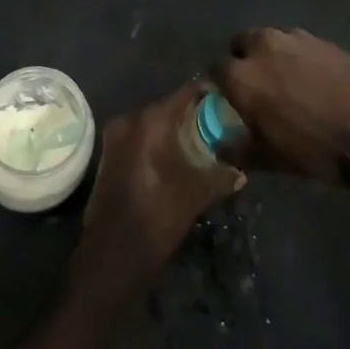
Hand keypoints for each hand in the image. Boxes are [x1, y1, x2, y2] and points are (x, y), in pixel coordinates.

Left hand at [70, 83, 244, 309]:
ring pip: (151, 124)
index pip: (185, 93)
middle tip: (217, 124)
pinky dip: (156, 143)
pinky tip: (174, 159)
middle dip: (191, 115)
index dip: (207, 93)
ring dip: (172, 131)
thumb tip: (241, 172)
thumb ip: (221, 176)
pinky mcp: (108, 156)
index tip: (227, 98)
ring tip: (200, 142)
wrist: (112, 255)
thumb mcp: (196, 194)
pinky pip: (138, 138)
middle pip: (167, 107)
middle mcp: (130, 120)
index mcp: (151, 120)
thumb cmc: (157, 216)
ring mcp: (115, 137)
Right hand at [217, 27, 349, 184]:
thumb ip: (238, 149)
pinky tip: (314, 78)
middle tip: (259, 86)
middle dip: (244, 60)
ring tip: (288, 80)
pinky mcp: (321, 38)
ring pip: (270, 40)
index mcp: (242, 77)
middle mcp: (262, 48)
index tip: (229, 98)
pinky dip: (298, 56)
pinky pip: (298, 43)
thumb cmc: (315, 150)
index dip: (221, 85)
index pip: (216, 70)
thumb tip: (221, 146)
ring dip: (271, 55)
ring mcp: (294, 38)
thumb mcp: (270, 159)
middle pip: (241, 45)